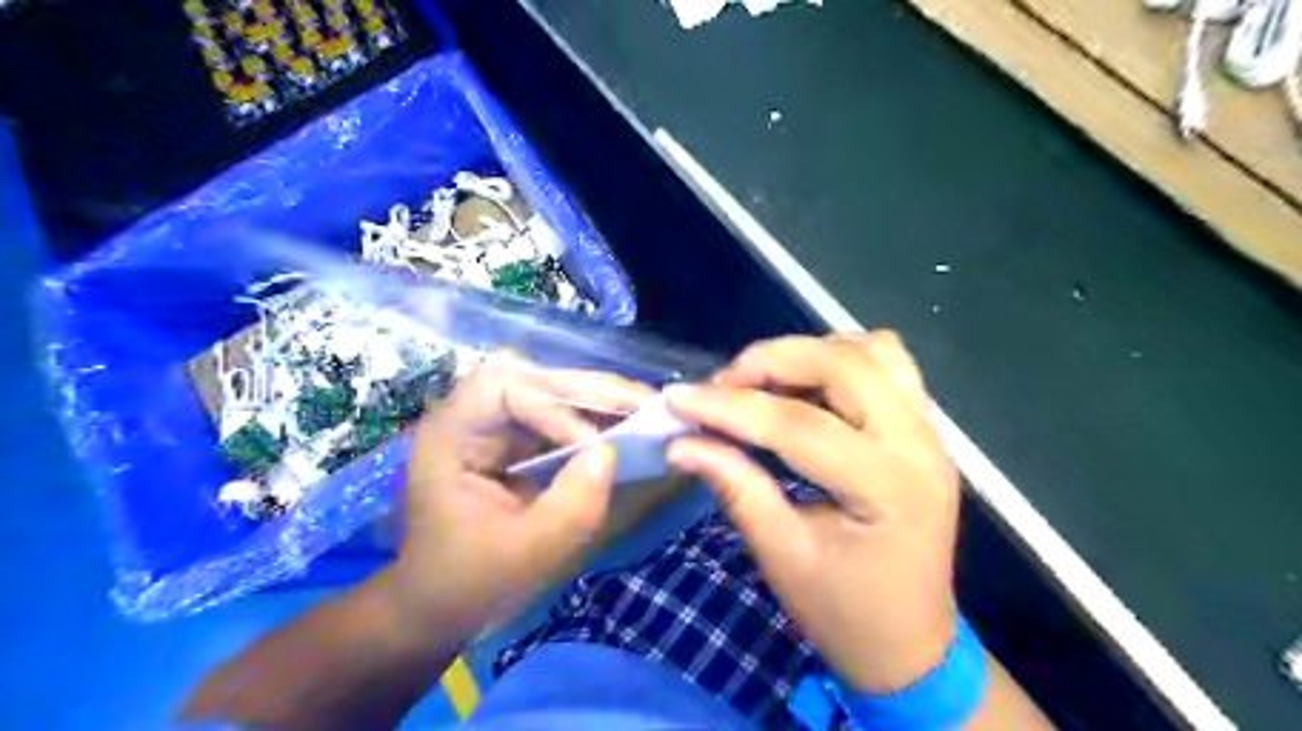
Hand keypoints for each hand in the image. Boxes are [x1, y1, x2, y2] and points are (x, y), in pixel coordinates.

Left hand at [385, 360, 651, 633]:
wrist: (440, 606)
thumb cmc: (466, 584)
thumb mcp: (522, 557)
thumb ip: (569, 509)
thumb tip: (611, 454)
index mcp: (451, 436)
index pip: (502, 388)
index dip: (553, 406)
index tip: (593, 446)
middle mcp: (471, 416)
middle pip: (533, 378)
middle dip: (590, 390)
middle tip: (645, 403)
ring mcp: (495, 425)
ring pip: (551, 390)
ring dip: (599, 398)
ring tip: (646, 410)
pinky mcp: (517, 439)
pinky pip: (560, 414)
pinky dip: (596, 418)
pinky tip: (627, 427)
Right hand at [666, 335, 958, 694]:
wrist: (912, 644)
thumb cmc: (845, 614)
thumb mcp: (782, 555)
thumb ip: (735, 487)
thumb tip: (681, 443)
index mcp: (887, 488)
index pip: (798, 426)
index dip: (730, 408)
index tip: (677, 399)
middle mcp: (919, 444)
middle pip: (843, 364)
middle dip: (772, 361)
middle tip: (723, 385)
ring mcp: (930, 432)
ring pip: (871, 351)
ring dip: (810, 353)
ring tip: (764, 381)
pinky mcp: (925, 430)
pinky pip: (888, 365)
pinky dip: (840, 360)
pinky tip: (808, 386)